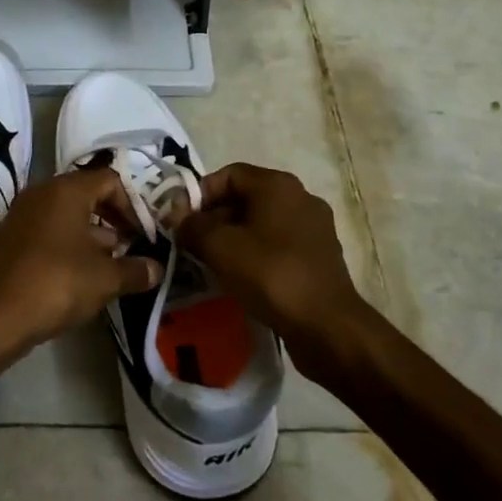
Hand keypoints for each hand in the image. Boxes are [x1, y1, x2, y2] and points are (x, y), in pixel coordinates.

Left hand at [0, 168, 160, 357]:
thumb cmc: (57, 283)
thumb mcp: (106, 279)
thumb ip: (136, 270)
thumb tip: (157, 269)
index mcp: (66, 190)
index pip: (109, 180)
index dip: (132, 205)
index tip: (144, 234)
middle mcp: (42, 193)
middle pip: (87, 194)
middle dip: (113, 219)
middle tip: (132, 246)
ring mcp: (24, 214)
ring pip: (68, 214)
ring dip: (93, 235)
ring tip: (113, 265)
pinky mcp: (13, 238)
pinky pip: (50, 230)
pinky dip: (70, 244)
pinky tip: (83, 275)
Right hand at [172, 163, 373, 366]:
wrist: (326, 326)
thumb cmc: (270, 274)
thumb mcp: (219, 247)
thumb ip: (191, 226)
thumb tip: (175, 216)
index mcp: (277, 185)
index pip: (229, 174)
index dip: (200, 193)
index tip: (181, 220)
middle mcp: (300, 197)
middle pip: (245, 197)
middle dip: (214, 218)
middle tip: (192, 243)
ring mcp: (314, 227)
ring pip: (261, 223)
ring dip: (234, 238)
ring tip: (212, 262)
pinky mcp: (320, 256)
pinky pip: (278, 244)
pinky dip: (256, 254)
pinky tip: (241, 277)